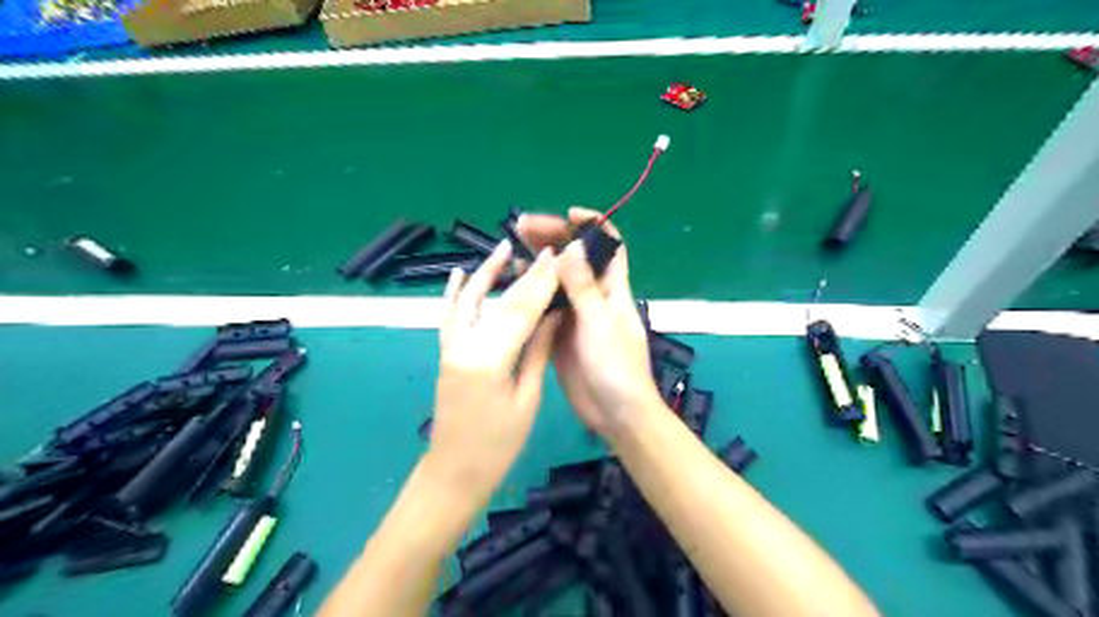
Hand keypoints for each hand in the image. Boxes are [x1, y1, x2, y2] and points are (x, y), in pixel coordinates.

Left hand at [428, 241, 560, 500]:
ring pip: (471, 301)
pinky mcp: (446, 353)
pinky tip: (459, 273)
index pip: (521, 312)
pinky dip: (454, 293)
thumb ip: (536, 352)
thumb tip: (553, 316)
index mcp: (489, 360)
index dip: (542, 283)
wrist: (454, 473)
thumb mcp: (526, 400)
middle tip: (546, 252)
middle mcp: (464, 345)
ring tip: (504, 247)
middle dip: (526, 275)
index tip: (559, 259)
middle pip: (500, 302)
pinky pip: (449, 316)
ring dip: (487, 272)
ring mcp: (450, 348)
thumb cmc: (498, 446)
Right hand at [516, 208, 659, 437]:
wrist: (615, 413)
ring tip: (511, 247)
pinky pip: (545, 305)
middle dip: (553, 237)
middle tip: (521, 226)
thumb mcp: (600, 323)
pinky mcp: (560, 333)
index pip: (609, 246)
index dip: (593, 225)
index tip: (567, 213)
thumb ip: (583, 286)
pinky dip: (532, 291)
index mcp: (613, 289)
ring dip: (538, 262)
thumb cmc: (617, 367)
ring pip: (557, 279)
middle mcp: (594, 296)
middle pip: (575, 257)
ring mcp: (576, 315)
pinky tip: (513, 283)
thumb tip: (572, 245)